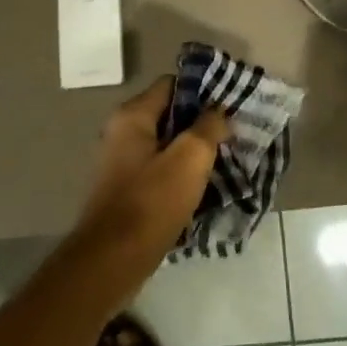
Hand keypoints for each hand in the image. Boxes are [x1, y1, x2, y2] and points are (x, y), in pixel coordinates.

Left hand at [75, 77, 227, 271]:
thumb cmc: (151, 203)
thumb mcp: (189, 159)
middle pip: (170, 115)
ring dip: (194, 152)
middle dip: (202, 124)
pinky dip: (182, 174)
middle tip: (234, 135)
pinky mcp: (127, 190)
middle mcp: (122, 132)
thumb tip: (218, 111)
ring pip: (167, 145)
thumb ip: (208, 127)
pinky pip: (161, 170)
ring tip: (226, 160)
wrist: (112, 261)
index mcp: (132, 116)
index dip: (203, 91)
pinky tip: (206, 188)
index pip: (172, 84)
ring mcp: (122, 162)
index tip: (230, 105)